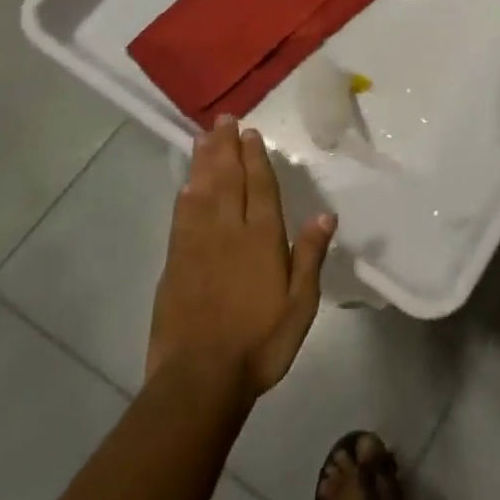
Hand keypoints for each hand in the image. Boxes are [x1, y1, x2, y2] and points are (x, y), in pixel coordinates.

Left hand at [146, 118, 336, 401]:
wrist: (199, 379)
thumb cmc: (260, 342)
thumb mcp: (300, 304)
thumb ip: (310, 256)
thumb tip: (325, 214)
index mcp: (262, 239)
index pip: (259, 187)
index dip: (254, 157)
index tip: (249, 133)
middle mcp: (228, 231)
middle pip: (227, 179)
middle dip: (225, 147)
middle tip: (223, 120)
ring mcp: (197, 245)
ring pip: (201, 191)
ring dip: (203, 162)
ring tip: (203, 137)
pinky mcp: (174, 264)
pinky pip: (181, 217)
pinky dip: (185, 195)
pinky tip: (186, 184)